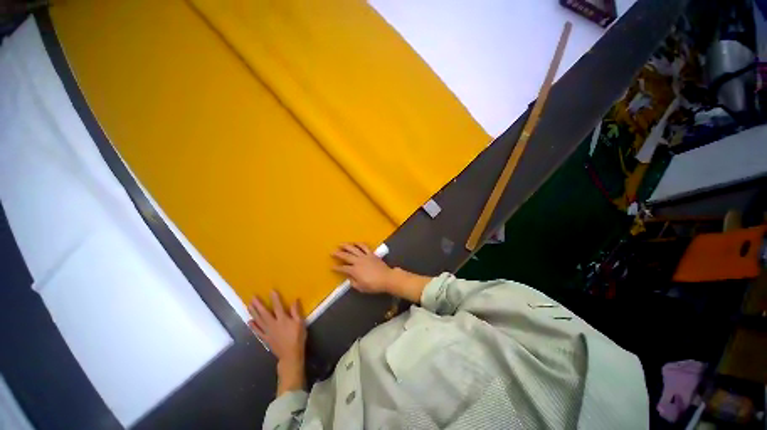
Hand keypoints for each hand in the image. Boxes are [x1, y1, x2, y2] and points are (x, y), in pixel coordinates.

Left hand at [249, 291, 305, 394]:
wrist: (291, 355)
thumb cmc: (297, 339)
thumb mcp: (300, 325)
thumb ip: (296, 312)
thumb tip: (294, 300)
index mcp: (282, 319)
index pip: (277, 306)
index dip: (274, 298)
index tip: (271, 290)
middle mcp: (273, 323)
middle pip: (264, 312)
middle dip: (258, 304)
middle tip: (252, 297)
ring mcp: (267, 331)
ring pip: (258, 320)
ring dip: (253, 312)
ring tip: (249, 305)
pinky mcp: (265, 338)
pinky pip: (258, 331)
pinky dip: (253, 327)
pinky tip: (249, 322)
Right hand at [332, 243, 392, 293]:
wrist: (387, 278)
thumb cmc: (374, 285)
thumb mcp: (361, 287)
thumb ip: (353, 282)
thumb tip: (349, 278)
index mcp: (354, 270)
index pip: (343, 268)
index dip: (336, 268)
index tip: (332, 267)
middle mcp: (358, 261)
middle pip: (345, 256)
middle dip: (338, 254)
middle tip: (331, 252)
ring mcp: (365, 256)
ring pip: (353, 248)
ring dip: (346, 245)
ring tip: (341, 244)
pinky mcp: (371, 254)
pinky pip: (364, 246)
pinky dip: (359, 243)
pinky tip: (355, 243)